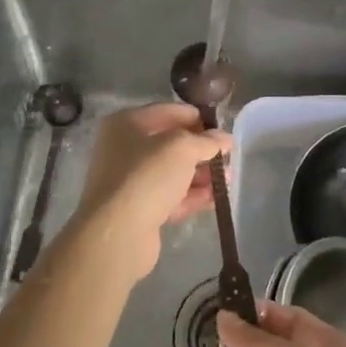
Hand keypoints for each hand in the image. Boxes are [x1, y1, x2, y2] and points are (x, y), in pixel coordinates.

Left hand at [73, 102, 230, 279]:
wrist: (118, 234)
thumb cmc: (147, 176)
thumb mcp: (182, 148)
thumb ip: (206, 141)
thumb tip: (224, 138)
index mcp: (127, 124)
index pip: (169, 112)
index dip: (197, 119)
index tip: (222, 130)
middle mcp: (124, 149)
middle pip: (170, 144)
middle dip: (201, 151)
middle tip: (228, 158)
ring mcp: (129, 182)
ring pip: (172, 173)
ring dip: (200, 175)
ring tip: (227, 180)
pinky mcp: (137, 211)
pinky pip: (169, 197)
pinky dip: (191, 196)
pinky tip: (215, 199)